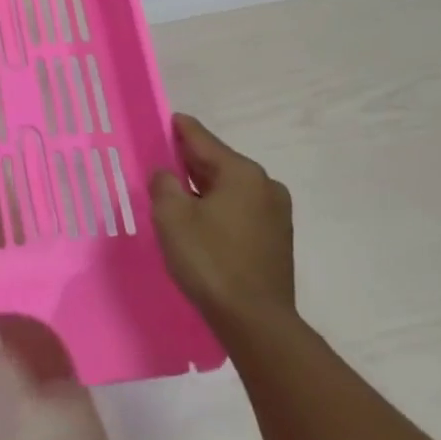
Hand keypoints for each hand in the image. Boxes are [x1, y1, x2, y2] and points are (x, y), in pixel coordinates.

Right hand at [149, 115, 294, 323]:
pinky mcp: (277, 239)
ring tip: (177, 193)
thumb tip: (167, 174)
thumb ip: (164, 185)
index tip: (168, 119)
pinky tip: (202, 221)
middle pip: (219, 163)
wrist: (255, 321)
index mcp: (241, 173)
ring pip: (231, 188)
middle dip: (190, 161)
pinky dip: (219, 207)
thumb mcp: (172, 217)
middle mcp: (265, 185)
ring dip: (205, 188)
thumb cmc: (210, 260)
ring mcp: (276, 213)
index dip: (181, 129)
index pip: (202, 140)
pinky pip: (241, 210)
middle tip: (163, 160)